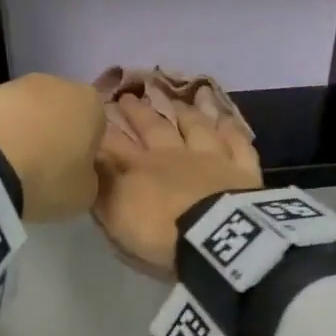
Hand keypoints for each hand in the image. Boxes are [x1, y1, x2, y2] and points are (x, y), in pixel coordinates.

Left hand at [0, 73, 103, 221]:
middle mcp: (60, 84)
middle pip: (64, 114)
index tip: (72, 173)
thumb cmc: (49, 178)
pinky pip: (4, 117)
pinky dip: (2, 133)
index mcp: (92, 104)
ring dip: (27, 133)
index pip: (98, 127)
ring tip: (14, 167)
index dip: (86, 152)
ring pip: (32, 113)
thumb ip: (90, 178)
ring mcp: (20, 84)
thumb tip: (82, 171)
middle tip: (44, 171)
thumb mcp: (85, 194)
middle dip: (57, 137)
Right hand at [93, 96, 261, 275]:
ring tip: (176, 100)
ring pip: (197, 127)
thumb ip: (102, 188)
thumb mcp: (116, 216)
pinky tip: (226, 120)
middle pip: (154, 128)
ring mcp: (213, 159)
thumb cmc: (158, 233)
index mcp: (139, 168)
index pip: (115, 144)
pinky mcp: (244, 171)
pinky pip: (238, 144)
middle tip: (127, 97)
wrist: (214, 238)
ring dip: (185, 113)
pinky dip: (231, 130)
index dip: (103, 130)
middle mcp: (174, 155)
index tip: (94, 113)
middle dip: (138, 113)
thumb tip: (91, 162)